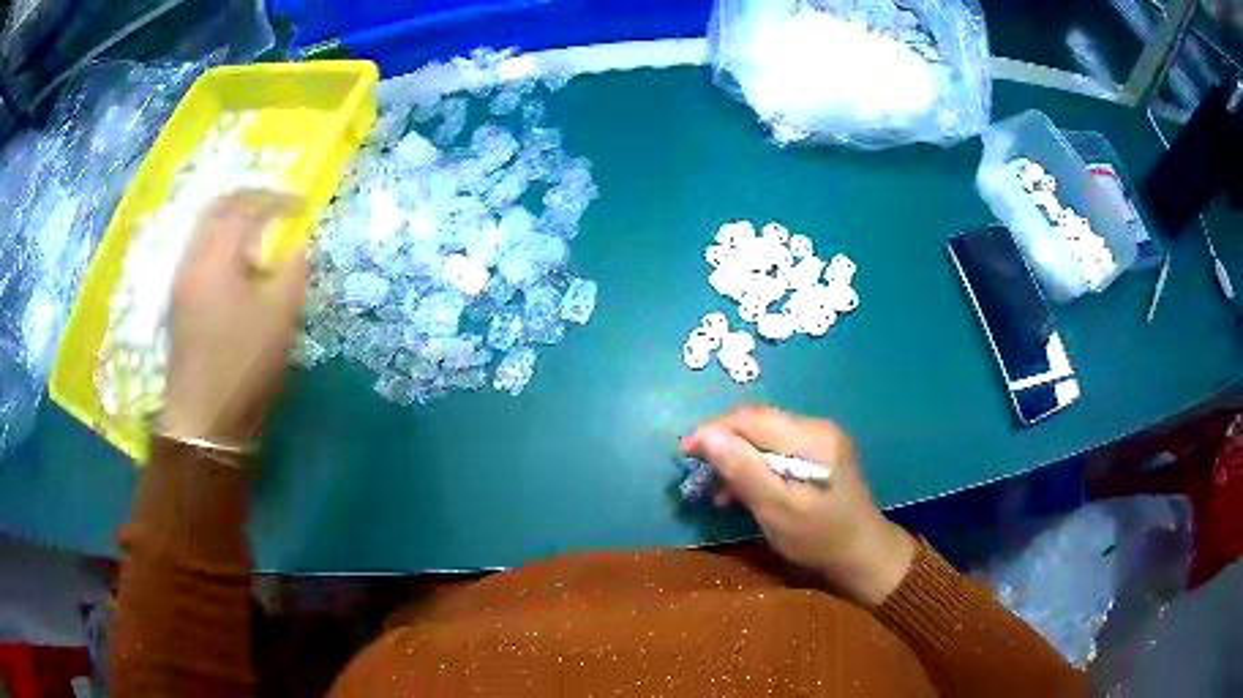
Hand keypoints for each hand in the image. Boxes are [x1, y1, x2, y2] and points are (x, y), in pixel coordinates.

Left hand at [160, 190, 305, 444]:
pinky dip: (220, 247)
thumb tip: (298, 243)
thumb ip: (292, 270)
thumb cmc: (242, 365)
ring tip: (257, 240)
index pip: (246, 207)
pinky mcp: (178, 304)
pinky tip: (235, 270)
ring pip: (204, 232)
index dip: (277, 199)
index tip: (302, 205)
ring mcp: (181, 282)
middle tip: (274, 208)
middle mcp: (193, 261)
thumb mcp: (279, 316)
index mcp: (216, 258)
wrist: (203, 419)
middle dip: (248, 201)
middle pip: (217, 209)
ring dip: (231, 225)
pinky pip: (199, 255)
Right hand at [682, 405, 914, 607]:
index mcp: (810, 437)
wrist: (863, 555)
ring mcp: (820, 439)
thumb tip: (705, 435)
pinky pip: (777, 449)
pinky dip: (755, 466)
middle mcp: (816, 427)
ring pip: (763, 436)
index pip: (750, 418)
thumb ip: (742, 470)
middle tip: (698, 475)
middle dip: (722, 444)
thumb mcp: (776, 508)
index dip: (713, 431)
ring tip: (715, 491)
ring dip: (736, 457)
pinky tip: (741, 490)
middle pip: (756, 423)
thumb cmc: (819, 537)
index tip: (685, 454)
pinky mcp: (819, 454)